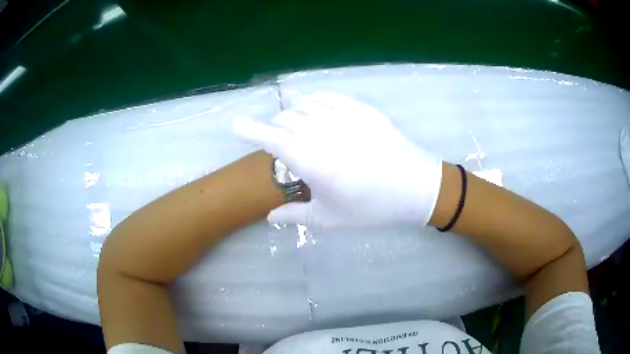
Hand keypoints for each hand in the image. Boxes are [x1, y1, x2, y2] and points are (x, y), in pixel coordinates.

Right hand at [234, 93, 441, 227]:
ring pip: (304, 105)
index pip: (270, 137)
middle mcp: (321, 131)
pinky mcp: (360, 109)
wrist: (415, 187)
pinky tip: (314, 108)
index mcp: (310, 159)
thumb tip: (270, 216)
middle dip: (274, 127)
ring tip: (295, 126)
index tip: (235, 125)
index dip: (249, 130)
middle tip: (278, 141)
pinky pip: (328, 97)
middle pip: (285, 119)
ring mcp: (342, 116)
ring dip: (293, 114)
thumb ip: (295, 215)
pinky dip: (314, 101)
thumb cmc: (371, 206)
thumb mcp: (329, 217)